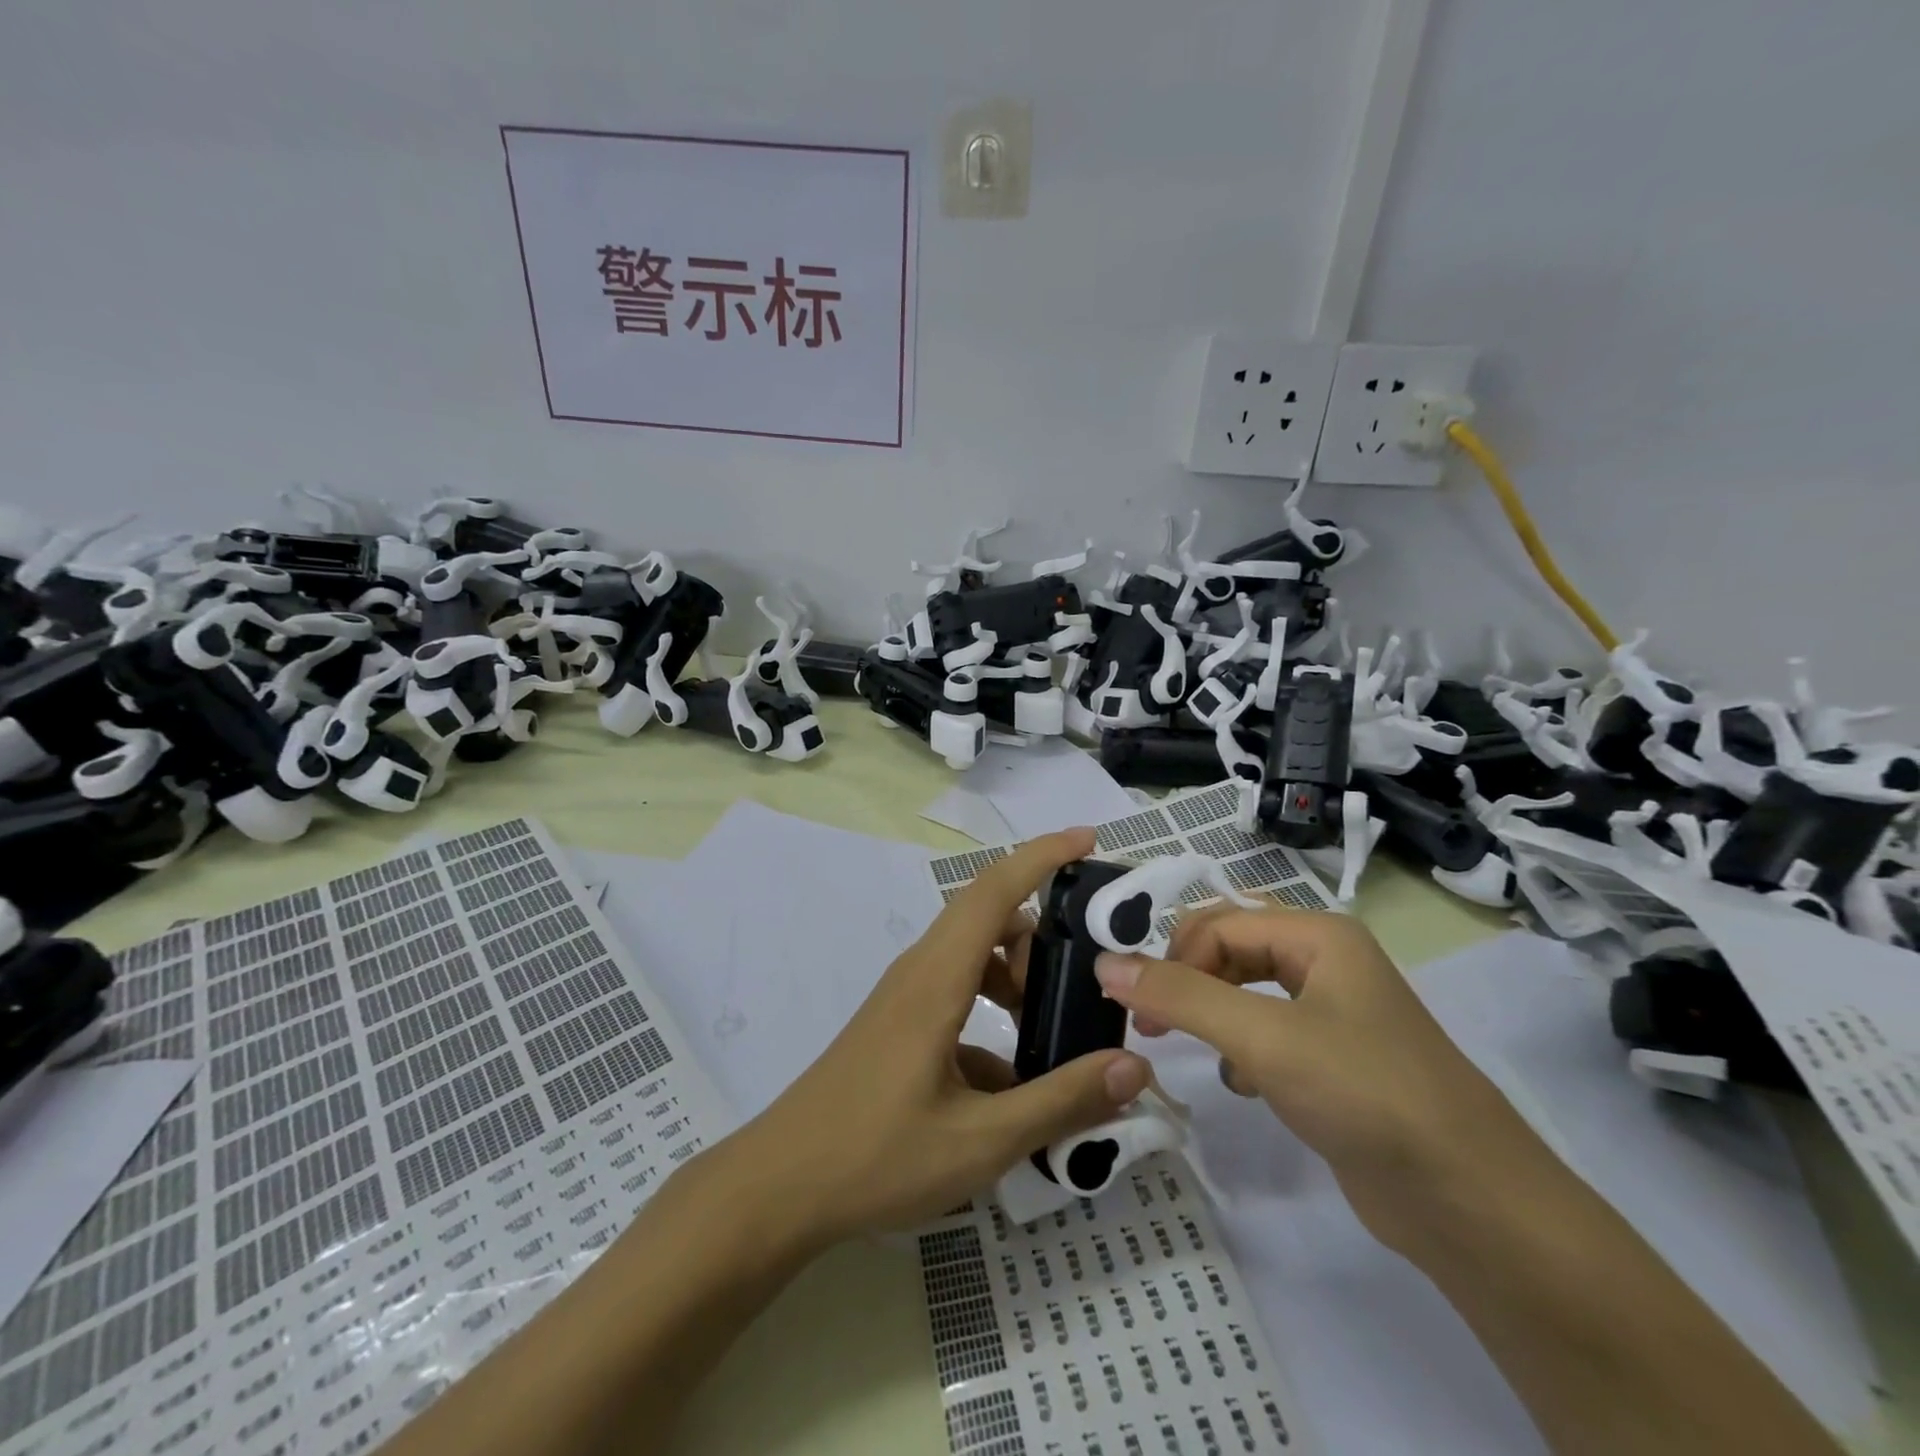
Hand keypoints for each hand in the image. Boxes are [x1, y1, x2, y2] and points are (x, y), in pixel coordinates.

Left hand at [732, 828, 1150, 1245]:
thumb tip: (1135, 1068)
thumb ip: (1061, 1101)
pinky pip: (957, 994)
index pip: (994, 890)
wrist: (780, 1186)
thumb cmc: (876, 1156)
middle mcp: (920, 971)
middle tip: (1087, 973)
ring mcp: (905, 997)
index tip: (1090, 840)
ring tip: (1054, 1027)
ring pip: (974, 955)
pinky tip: (1012, 1082)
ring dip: (1018, 975)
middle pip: (989, 916)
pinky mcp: (898, 1024)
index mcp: (938, 978)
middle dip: (1043, 930)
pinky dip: (993, 1012)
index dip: (1043, 855)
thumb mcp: (982, 1140)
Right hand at [1092, 906, 1541, 1253]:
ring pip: (1246, 991)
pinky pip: (1268, 1032)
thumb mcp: (1262, 1037)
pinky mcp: (1335, 1061)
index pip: (1219, 922)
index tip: (1134, 1004)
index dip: (1171, 956)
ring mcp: (1334, 1012)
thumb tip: (1104, 964)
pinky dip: (1241, 1048)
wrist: (1470, 1203)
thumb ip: (1179, 997)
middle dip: (1187, 979)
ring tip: (1183, 1044)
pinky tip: (1240, 1084)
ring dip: (1210, 1012)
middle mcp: (1326, 962)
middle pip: (1231, 948)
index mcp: (1319, 935)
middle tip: (1149, 1022)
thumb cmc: (1364, 1093)